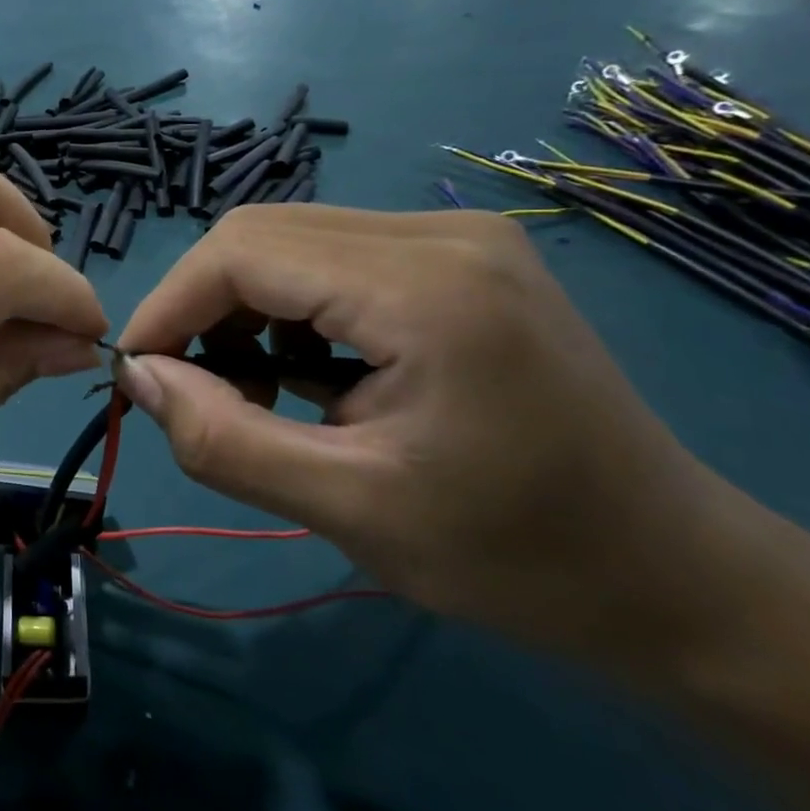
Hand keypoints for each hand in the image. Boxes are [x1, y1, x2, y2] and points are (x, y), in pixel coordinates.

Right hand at [115, 205, 751, 669]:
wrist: (672, 576)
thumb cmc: (515, 557)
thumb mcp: (347, 510)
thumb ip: (223, 440)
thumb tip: (139, 377)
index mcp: (425, 288)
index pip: (244, 250)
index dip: (171, 304)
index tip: (137, 374)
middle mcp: (440, 234)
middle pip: (263, 234)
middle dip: (203, 308)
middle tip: (194, 393)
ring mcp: (457, 239)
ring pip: (292, 242)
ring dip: (244, 310)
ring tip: (254, 394)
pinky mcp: (460, 260)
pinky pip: (333, 259)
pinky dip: (290, 310)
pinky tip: (307, 376)